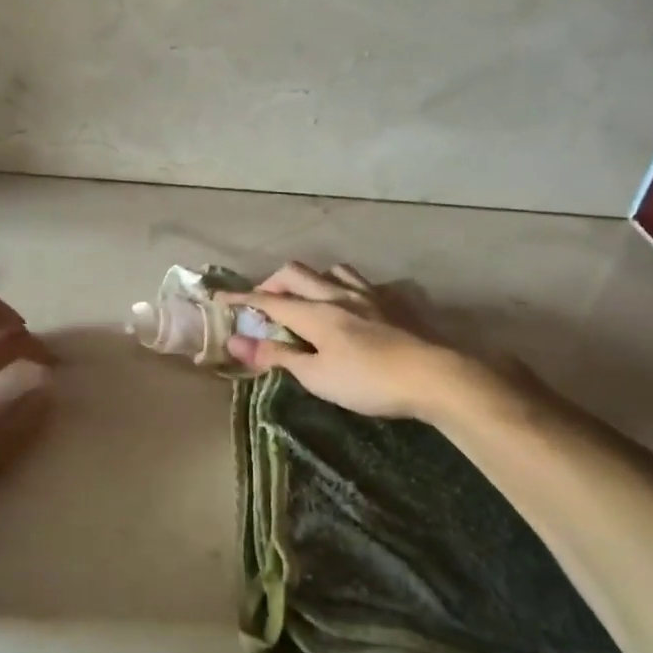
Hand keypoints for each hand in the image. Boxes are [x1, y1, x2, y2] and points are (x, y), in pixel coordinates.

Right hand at [221, 262, 457, 418]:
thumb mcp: (316, 377)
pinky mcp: (394, 301)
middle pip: (295, 273)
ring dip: (311, 279)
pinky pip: (362, 282)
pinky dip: (344, 287)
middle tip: (264, 304)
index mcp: (315, 313)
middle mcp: (337, 294)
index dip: (241, 299)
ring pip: (331, 270)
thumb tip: (236, 343)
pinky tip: (352, 305)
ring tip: (308, 300)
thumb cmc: (368, 382)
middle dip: (272, 283)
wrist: (434, 376)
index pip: (268, 300)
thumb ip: (277, 356)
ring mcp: (369, 294)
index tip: (218, 299)